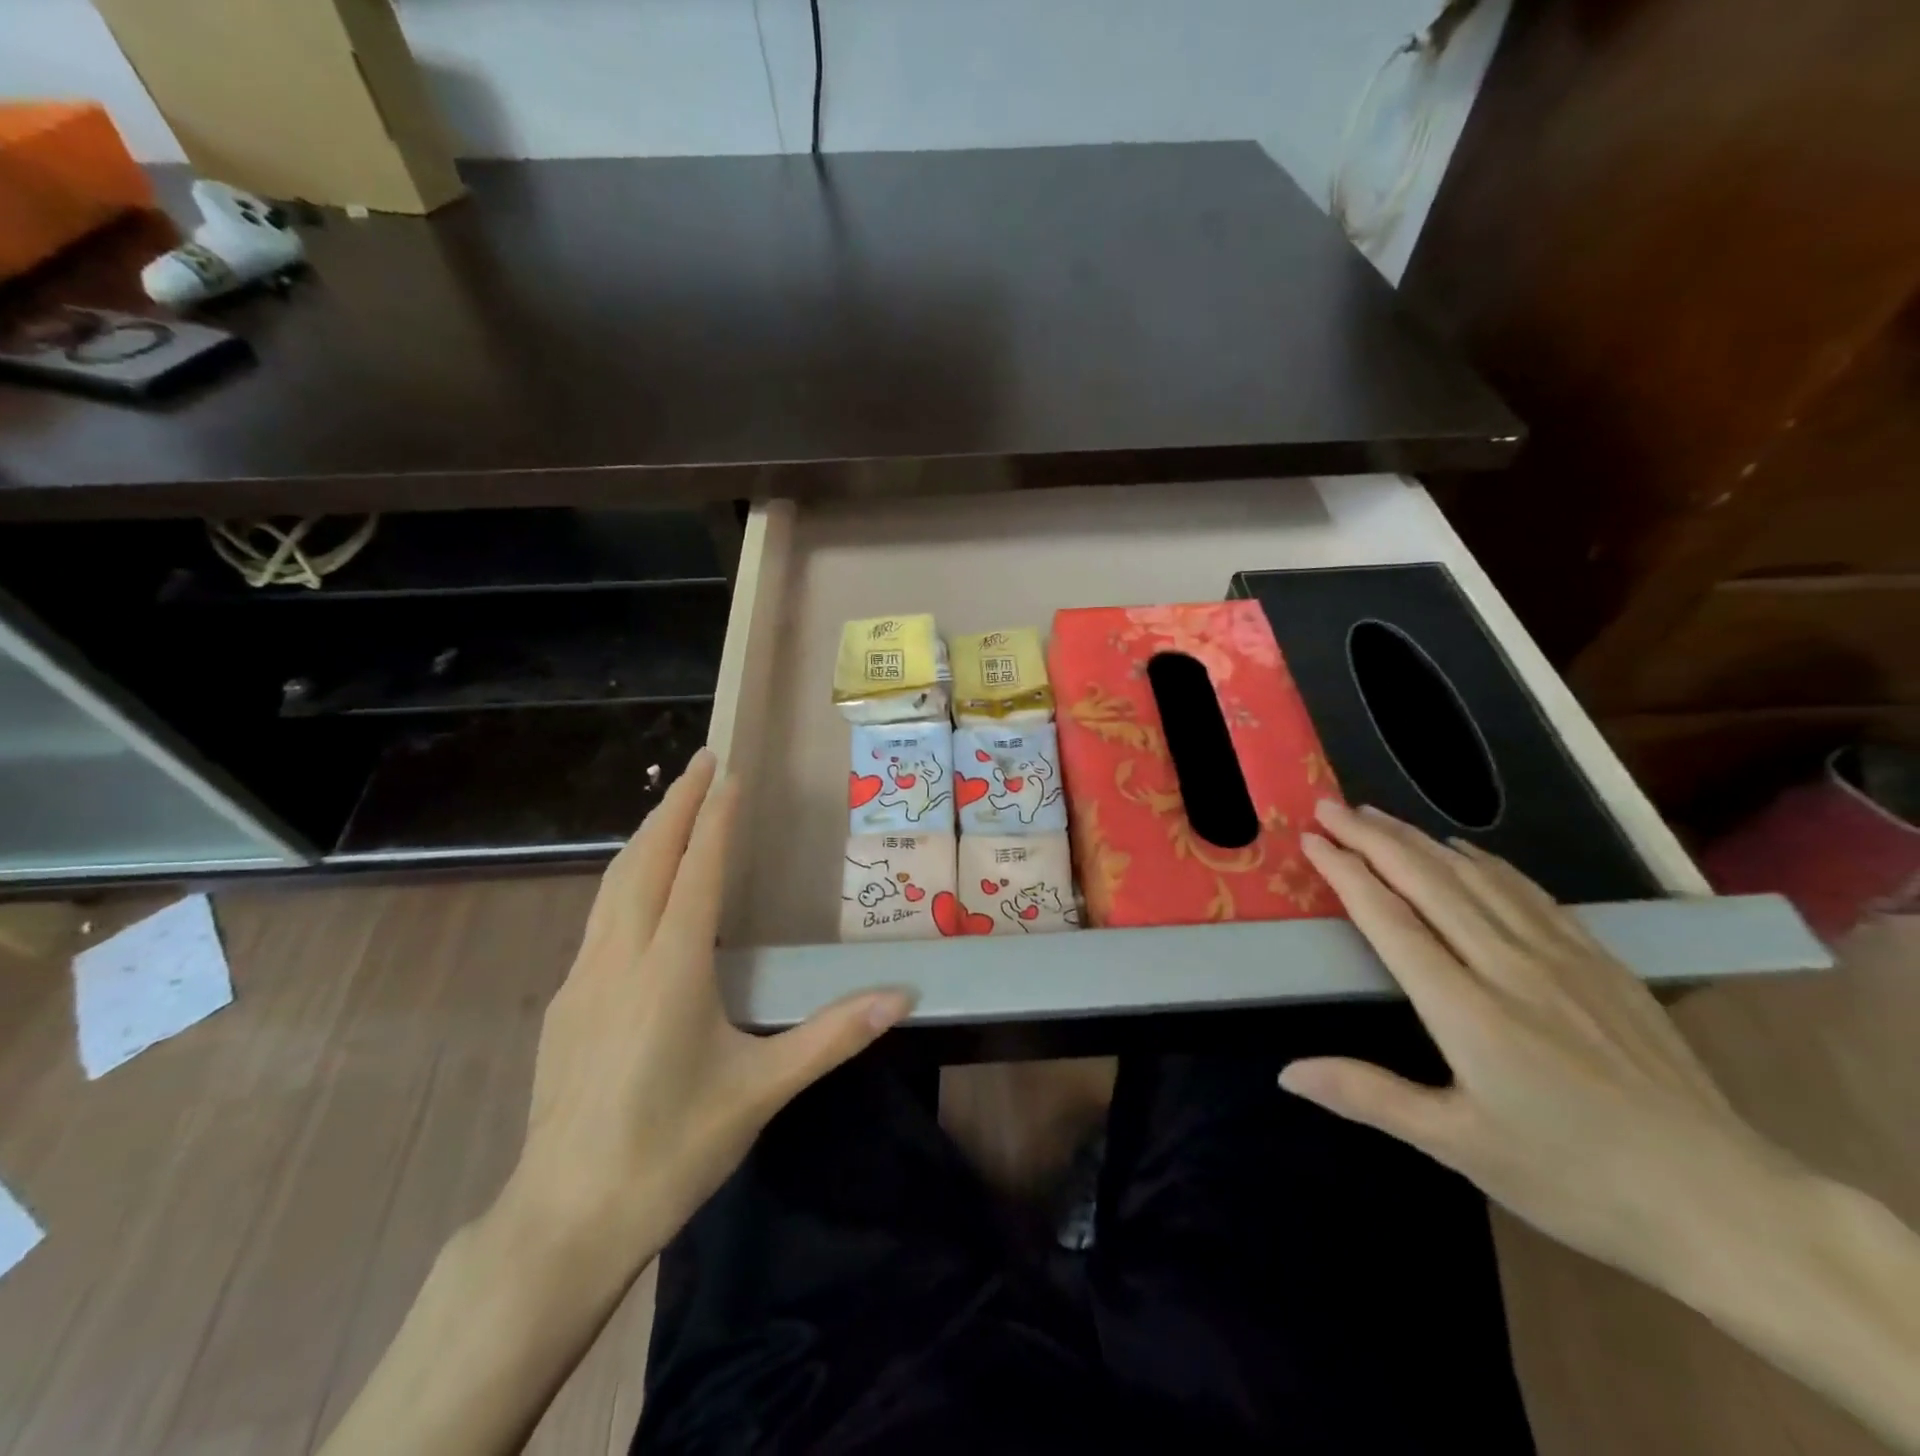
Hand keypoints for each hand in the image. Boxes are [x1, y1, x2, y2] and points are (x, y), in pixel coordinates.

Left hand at [502, 749, 913, 1260]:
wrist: (563, 1220)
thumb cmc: (670, 1151)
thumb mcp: (760, 1091)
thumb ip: (831, 1036)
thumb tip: (901, 996)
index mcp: (670, 969)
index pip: (698, 871)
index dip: (715, 818)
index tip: (730, 773)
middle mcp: (621, 957)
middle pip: (646, 858)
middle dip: (675, 804)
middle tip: (701, 761)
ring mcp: (582, 977)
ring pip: (613, 883)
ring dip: (646, 835)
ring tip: (672, 806)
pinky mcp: (563, 1002)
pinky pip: (599, 916)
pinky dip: (625, 878)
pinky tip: (638, 890)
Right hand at [1284, 800, 1802, 1292]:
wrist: (1724, 1203)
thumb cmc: (1575, 1180)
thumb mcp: (1460, 1147)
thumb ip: (1369, 1096)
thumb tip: (1288, 1072)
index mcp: (1467, 1010)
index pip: (1390, 920)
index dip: (1346, 873)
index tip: (1311, 841)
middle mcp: (1510, 967)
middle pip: (1429, 881)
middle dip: (1373, 837)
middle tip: (1330, 807)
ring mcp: (1562, 959)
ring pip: (1477, 876)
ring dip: (1420, 839)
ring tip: (1379, 815)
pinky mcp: (1602, 963)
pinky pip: (1530, 892)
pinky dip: (1485, 861)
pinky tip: (1465, 849)